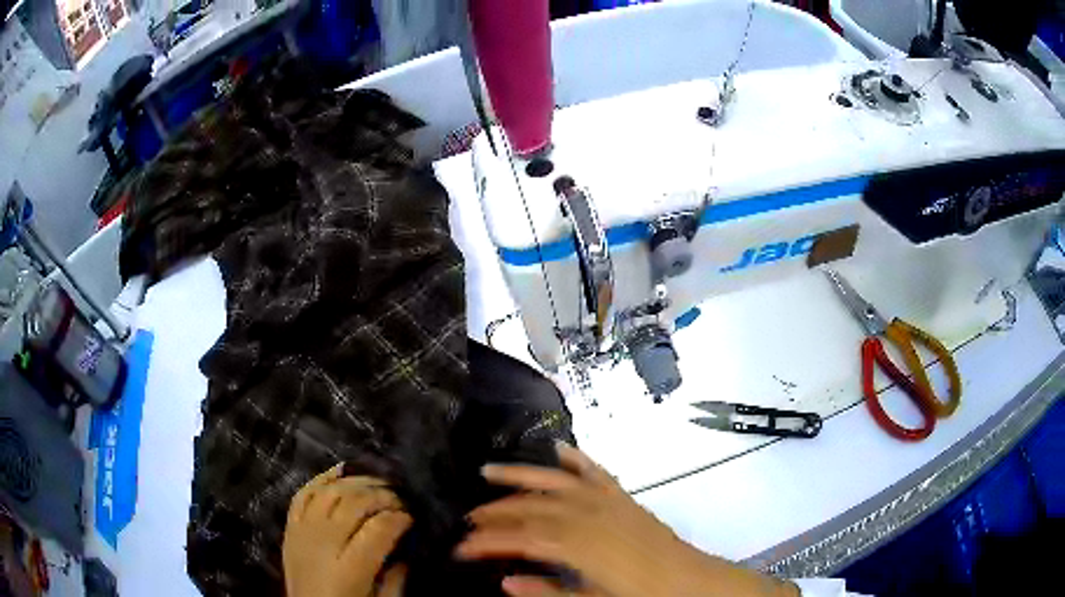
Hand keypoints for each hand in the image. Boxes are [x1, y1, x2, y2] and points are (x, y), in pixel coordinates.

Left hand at [283, 465, 411, 596]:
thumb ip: (397, 576)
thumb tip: (407, 545)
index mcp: (349, 570)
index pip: (377, 529)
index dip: (399, 518)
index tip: (413, 518)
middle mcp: (321, 544)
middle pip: (353, 503)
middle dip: (382, 496)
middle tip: (401, 500)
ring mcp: (301, 532)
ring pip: (329, 491)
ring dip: (356, 483)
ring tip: (378, 485)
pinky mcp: (290, 528)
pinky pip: (303, 494)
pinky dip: (322, 478)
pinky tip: (341, 471)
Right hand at [456, 442, 798, 596]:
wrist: (691, 582)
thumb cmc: (642, 596)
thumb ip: (548, 592)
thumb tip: (505, 582)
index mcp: (579, 544)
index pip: (520, 539)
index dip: (487, 542)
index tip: (460, 547)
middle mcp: (589, 514)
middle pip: (531, 507)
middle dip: (495, 511)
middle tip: (467, 518)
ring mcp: (608, 501)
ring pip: (555, 481)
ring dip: (521, 475)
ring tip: (489, 471)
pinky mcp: (624, 498)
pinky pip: (595, 472)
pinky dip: (576, 459)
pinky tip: (560, 448)